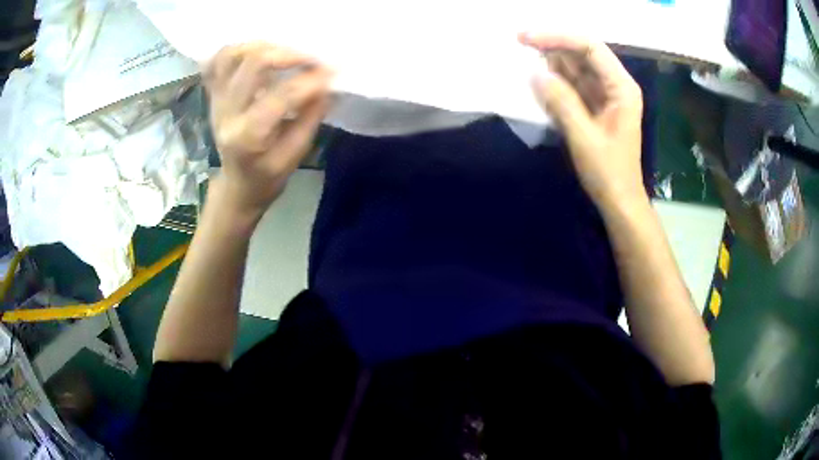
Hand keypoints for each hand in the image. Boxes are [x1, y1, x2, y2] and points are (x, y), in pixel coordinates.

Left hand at [203, 42, 332, 223]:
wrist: (237, 184)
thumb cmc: (267, 176)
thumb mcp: (294, 157)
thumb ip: (310, 119)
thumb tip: (327, 85)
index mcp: (247, 137)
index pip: (281, 96)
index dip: (311, 79)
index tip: (332, 72)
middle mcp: (226, 114)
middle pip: (254, 64)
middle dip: (290, 54)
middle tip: (312, 59)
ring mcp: (216, 101)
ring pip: (232, 55)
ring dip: (263, 47)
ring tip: (285, 53)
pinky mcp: (213, 94)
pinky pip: (216, 61)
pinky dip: (237, 50)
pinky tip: (256, 52)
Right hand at [519, 33, 646, 209]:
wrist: (619, 201)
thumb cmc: (609, 173)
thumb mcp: (583, 137)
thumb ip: (560, 102)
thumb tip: (534, 73)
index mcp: (621, 87)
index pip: (590, 47)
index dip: (557, 37)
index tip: (526, 38)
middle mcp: (615, 84)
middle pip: (582, 53)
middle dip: (552, 47)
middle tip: (518, 47)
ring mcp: (605, 94)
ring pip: (575, 67)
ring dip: (550, 64)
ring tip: (524, 63)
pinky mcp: (594, 105)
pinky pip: (572, 84)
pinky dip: (554, 82)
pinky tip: (538, 83)